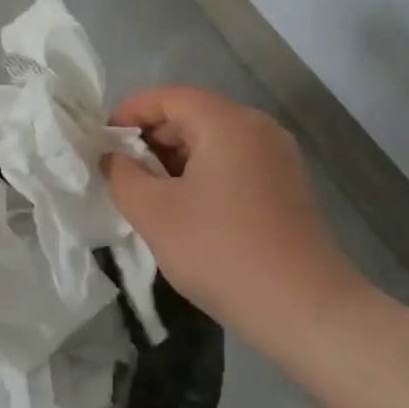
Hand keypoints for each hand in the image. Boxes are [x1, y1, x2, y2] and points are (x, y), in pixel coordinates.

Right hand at [102, 86, 365, 354]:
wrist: (306, 310)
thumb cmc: (222, 252)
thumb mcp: (154, 213)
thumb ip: (122, 175)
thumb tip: (113, 158)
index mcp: (226, 122)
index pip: (167, 97)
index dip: (129, 113)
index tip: (103, 144)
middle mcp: (257, 127)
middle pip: (191, 115)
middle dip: (151, 139)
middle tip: (123, 174)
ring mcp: (278, 156)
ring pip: (213, 140)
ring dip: (176, 159)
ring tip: (151, 196)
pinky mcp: (288, 185)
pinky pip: (234, 162)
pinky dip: (204, 174)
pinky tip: (188, 210)